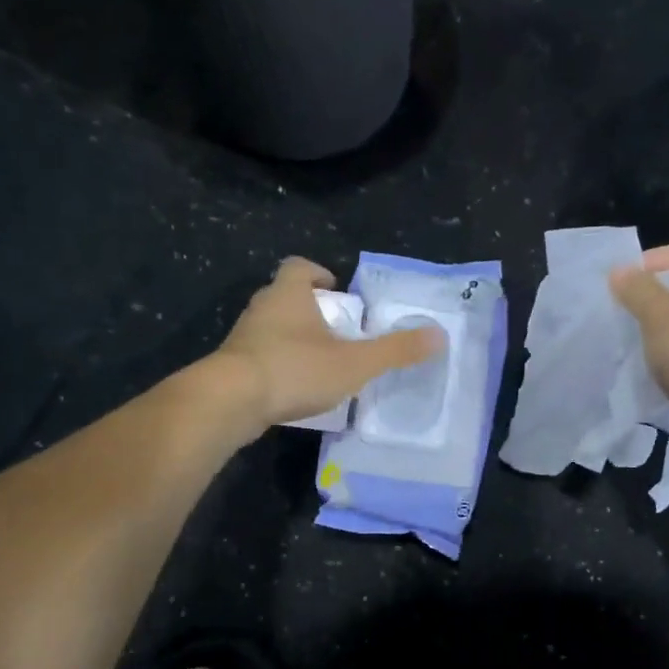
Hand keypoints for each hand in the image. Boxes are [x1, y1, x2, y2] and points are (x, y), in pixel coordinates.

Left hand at [217, 257, 442, 431]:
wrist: (230, 401)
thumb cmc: (294, 369)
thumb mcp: (354, 362)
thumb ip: (396, 350)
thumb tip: (439, 336)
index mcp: (289, 294)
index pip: (299, 267)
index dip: (318, 274)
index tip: (335, 290)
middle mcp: (261, 309)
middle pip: (285, 297)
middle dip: (310, 310)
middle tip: (336, 331)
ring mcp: (242, 338)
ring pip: (271, 328)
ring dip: (294, 339)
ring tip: (320, 363)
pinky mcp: (231, 367)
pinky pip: (260, 357)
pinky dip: (279, 365)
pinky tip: (294, 389)